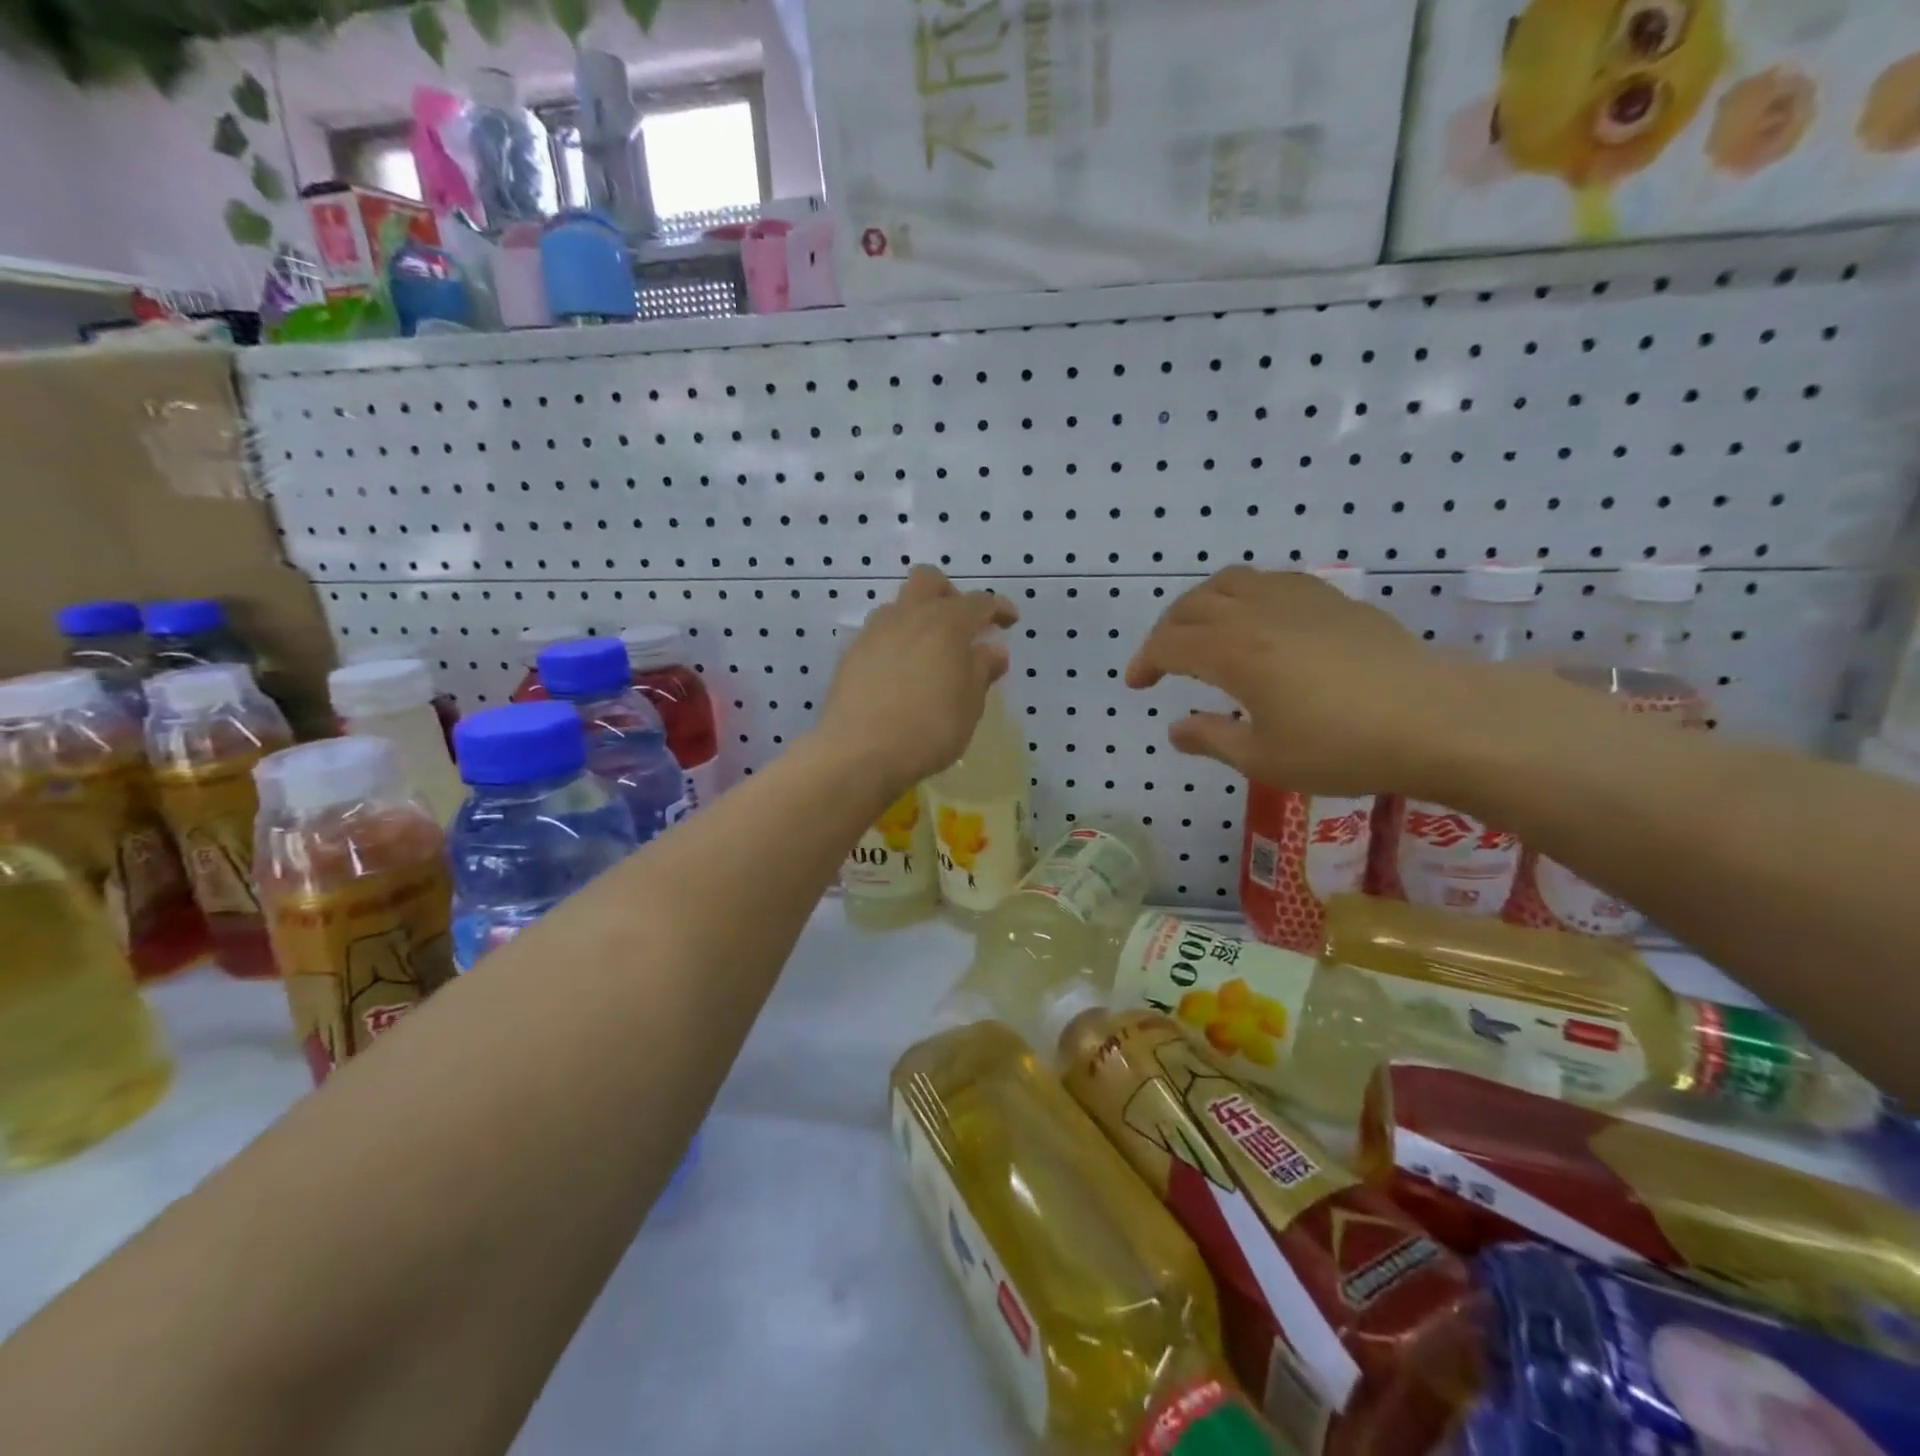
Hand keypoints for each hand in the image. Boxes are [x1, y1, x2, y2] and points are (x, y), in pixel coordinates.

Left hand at [818, 566, 1018, 790]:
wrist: (859, 752)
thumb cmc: (928, 730)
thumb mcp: (969, 706)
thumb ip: (982, 671)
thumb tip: (994, 650)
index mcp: (946, 625)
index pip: (979, 602)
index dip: (998, 608)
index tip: (1010, 621)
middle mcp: (909, 617)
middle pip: (929, 580)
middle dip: (950, 594)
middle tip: (962, 625)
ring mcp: (874, 632)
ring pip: (899, 605)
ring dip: (918, 617)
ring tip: (929, 651)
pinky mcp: (851, 653)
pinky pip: (879, 633)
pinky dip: (896, 642)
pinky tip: (900, 672)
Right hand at [1126, 567, 1472, 794]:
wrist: (1437, 720)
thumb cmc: (1343, 747)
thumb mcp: (1264, 758)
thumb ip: (1212, 739)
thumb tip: (1176, 729)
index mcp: (1233, 652)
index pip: (1169, 644)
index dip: (1144, 661)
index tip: (1136, 685)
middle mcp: (1258, 614)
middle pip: (1193, 604)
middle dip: (1166, 630)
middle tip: (1162, 660)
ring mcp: (1298, 600)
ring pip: (1231, 581)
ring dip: (1203, 604)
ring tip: (1202, 631)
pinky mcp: (1333, 600)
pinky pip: (1272, 581)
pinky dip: (1247, 594)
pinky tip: (1259, 620)